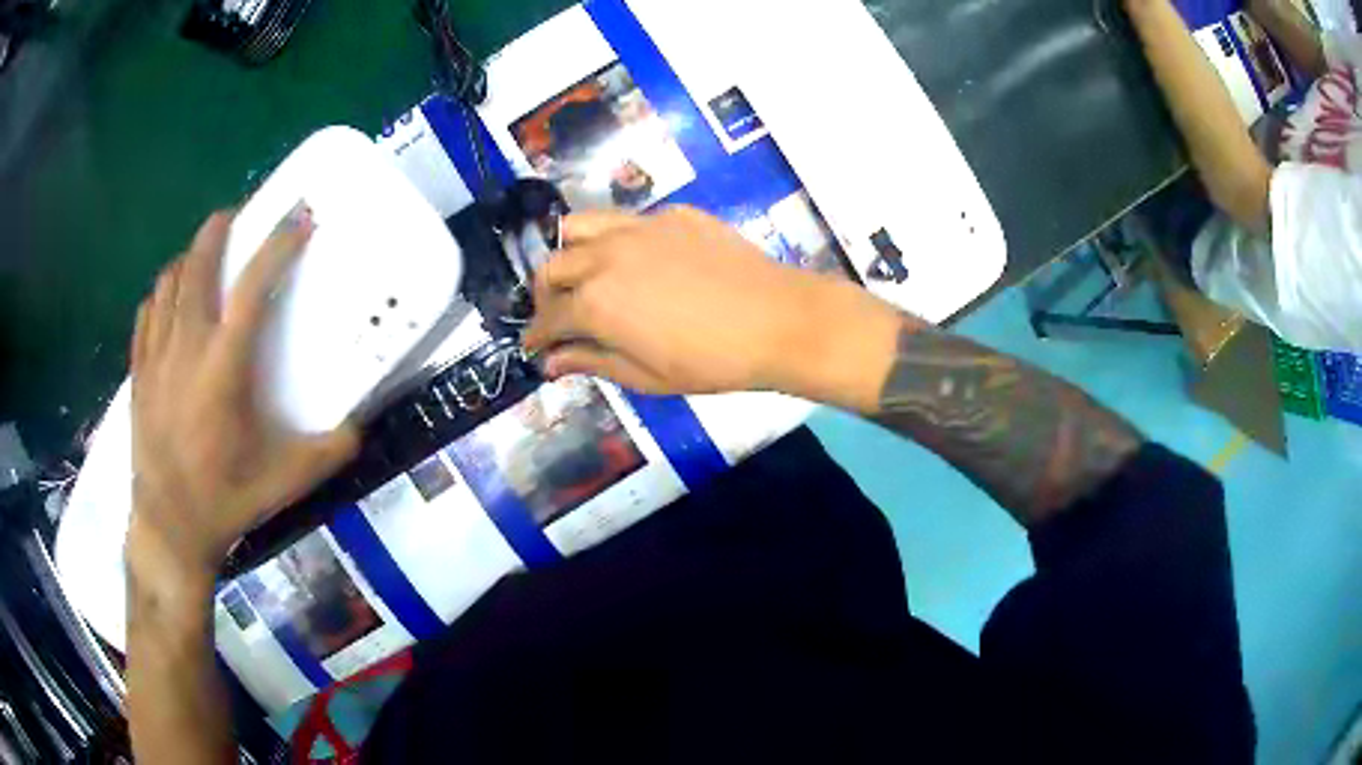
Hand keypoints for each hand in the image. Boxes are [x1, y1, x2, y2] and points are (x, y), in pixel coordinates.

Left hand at [126, 205, 358, 589]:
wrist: (170, 527)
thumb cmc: (225, 500)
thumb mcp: (284, 483)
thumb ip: (325, 453)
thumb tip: (358, 430)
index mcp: (224, 367)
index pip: (253, 287)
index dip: (279, 245)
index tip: (300, 218)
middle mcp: (186, 347)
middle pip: (198, 265)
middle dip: (218, 230)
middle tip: (236, 217)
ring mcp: (156, 357)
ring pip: (168, 283)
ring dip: (188, 259)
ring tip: (203, 256)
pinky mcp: (139, 372)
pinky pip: (147, 313)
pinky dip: (161, 294)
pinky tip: (170, 299)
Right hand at [523, 207, 902, 410]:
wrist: (776, 320)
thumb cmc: (711, 361)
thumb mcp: (646, 376)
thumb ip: (592, 362)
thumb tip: (552, 362)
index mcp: (595, 302)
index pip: (548, 317)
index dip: (536, 335)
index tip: (534, 345)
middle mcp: (606, 255)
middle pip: (552, 265)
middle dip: (544, 293)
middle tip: (557, 314)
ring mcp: (639, 226)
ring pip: (580, 225)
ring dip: (568, 251)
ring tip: (581, 273)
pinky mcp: (672, 214)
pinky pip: (627, 220)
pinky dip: (615, 240)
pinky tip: (637, 260)